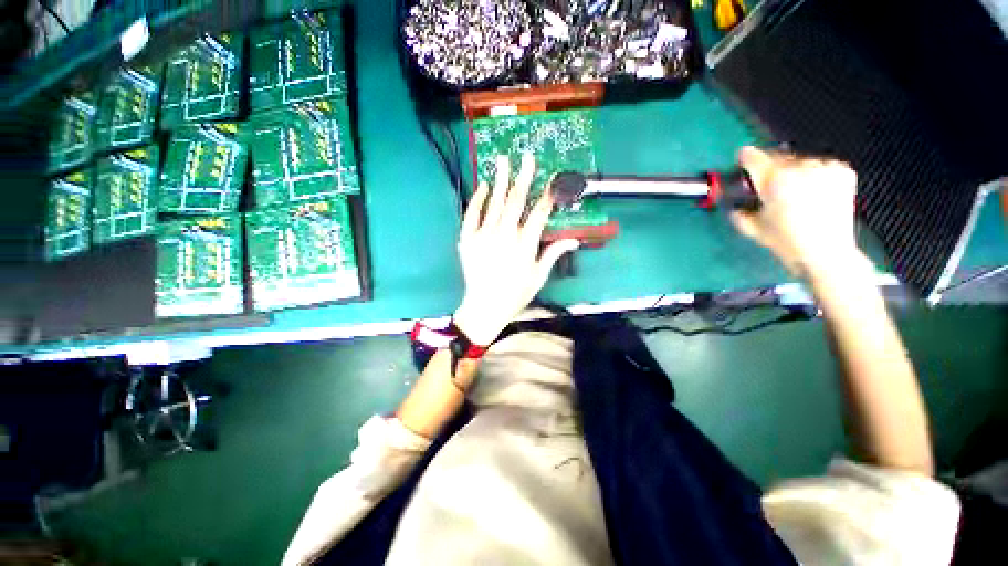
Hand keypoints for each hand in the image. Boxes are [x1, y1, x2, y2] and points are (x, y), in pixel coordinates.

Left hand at [452, 154, 579, 345]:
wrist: (485, 306)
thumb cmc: (515, 293)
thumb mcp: (538, 276)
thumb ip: (554, 253)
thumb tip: (574, 239)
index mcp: (525, 244)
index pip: (539, 212)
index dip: (548, 193)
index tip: (553, 178)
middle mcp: (504, 235)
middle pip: (515, 201)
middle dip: (523, 177)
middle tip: (526, 156)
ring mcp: (483, 235)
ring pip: (494, 203)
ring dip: (499, 180)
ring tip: (502, 160)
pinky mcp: (467, 239)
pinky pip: (471, 214)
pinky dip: (477, 199)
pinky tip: (482, 185)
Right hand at [731, 146, 864, 279]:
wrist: (827, 254)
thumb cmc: (785, 242)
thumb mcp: (752, 228)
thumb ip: (736, 209)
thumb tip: (729, 198)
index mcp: (775, 180)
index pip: (753, 157)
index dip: (745, 158)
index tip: (742, 161)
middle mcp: (800, 168)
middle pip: (776, 157)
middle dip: (769, 168)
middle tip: (768, 185)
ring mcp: (824, 168)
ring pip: (799, 160)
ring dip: (792, 171)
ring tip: (792, 191)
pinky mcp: (842, 171)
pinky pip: (820, 165)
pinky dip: (813, 174)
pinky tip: (812, 191)